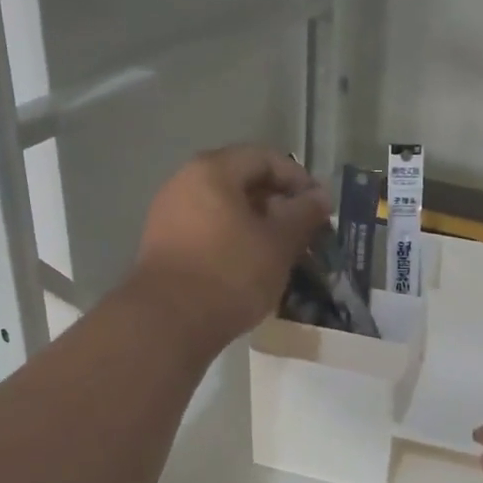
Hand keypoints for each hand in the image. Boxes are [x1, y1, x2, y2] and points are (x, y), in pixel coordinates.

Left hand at [131, 146, 331, 352]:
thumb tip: (320, 196)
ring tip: (281, 252)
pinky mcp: (163, 245)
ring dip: (256, 225)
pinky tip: (251, 267)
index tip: (320, 208)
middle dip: (278, 204)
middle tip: (304, 232)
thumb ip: (304, 213)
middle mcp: (184, 183)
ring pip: (224, 209)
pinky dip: (233, 241)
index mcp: (212, 171)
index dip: (298, 179)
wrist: (168, 323)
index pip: (264, 158)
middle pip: (241, 181)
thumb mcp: (279, 242)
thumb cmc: (230, 272)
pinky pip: (207, 231)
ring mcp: (168, 215)